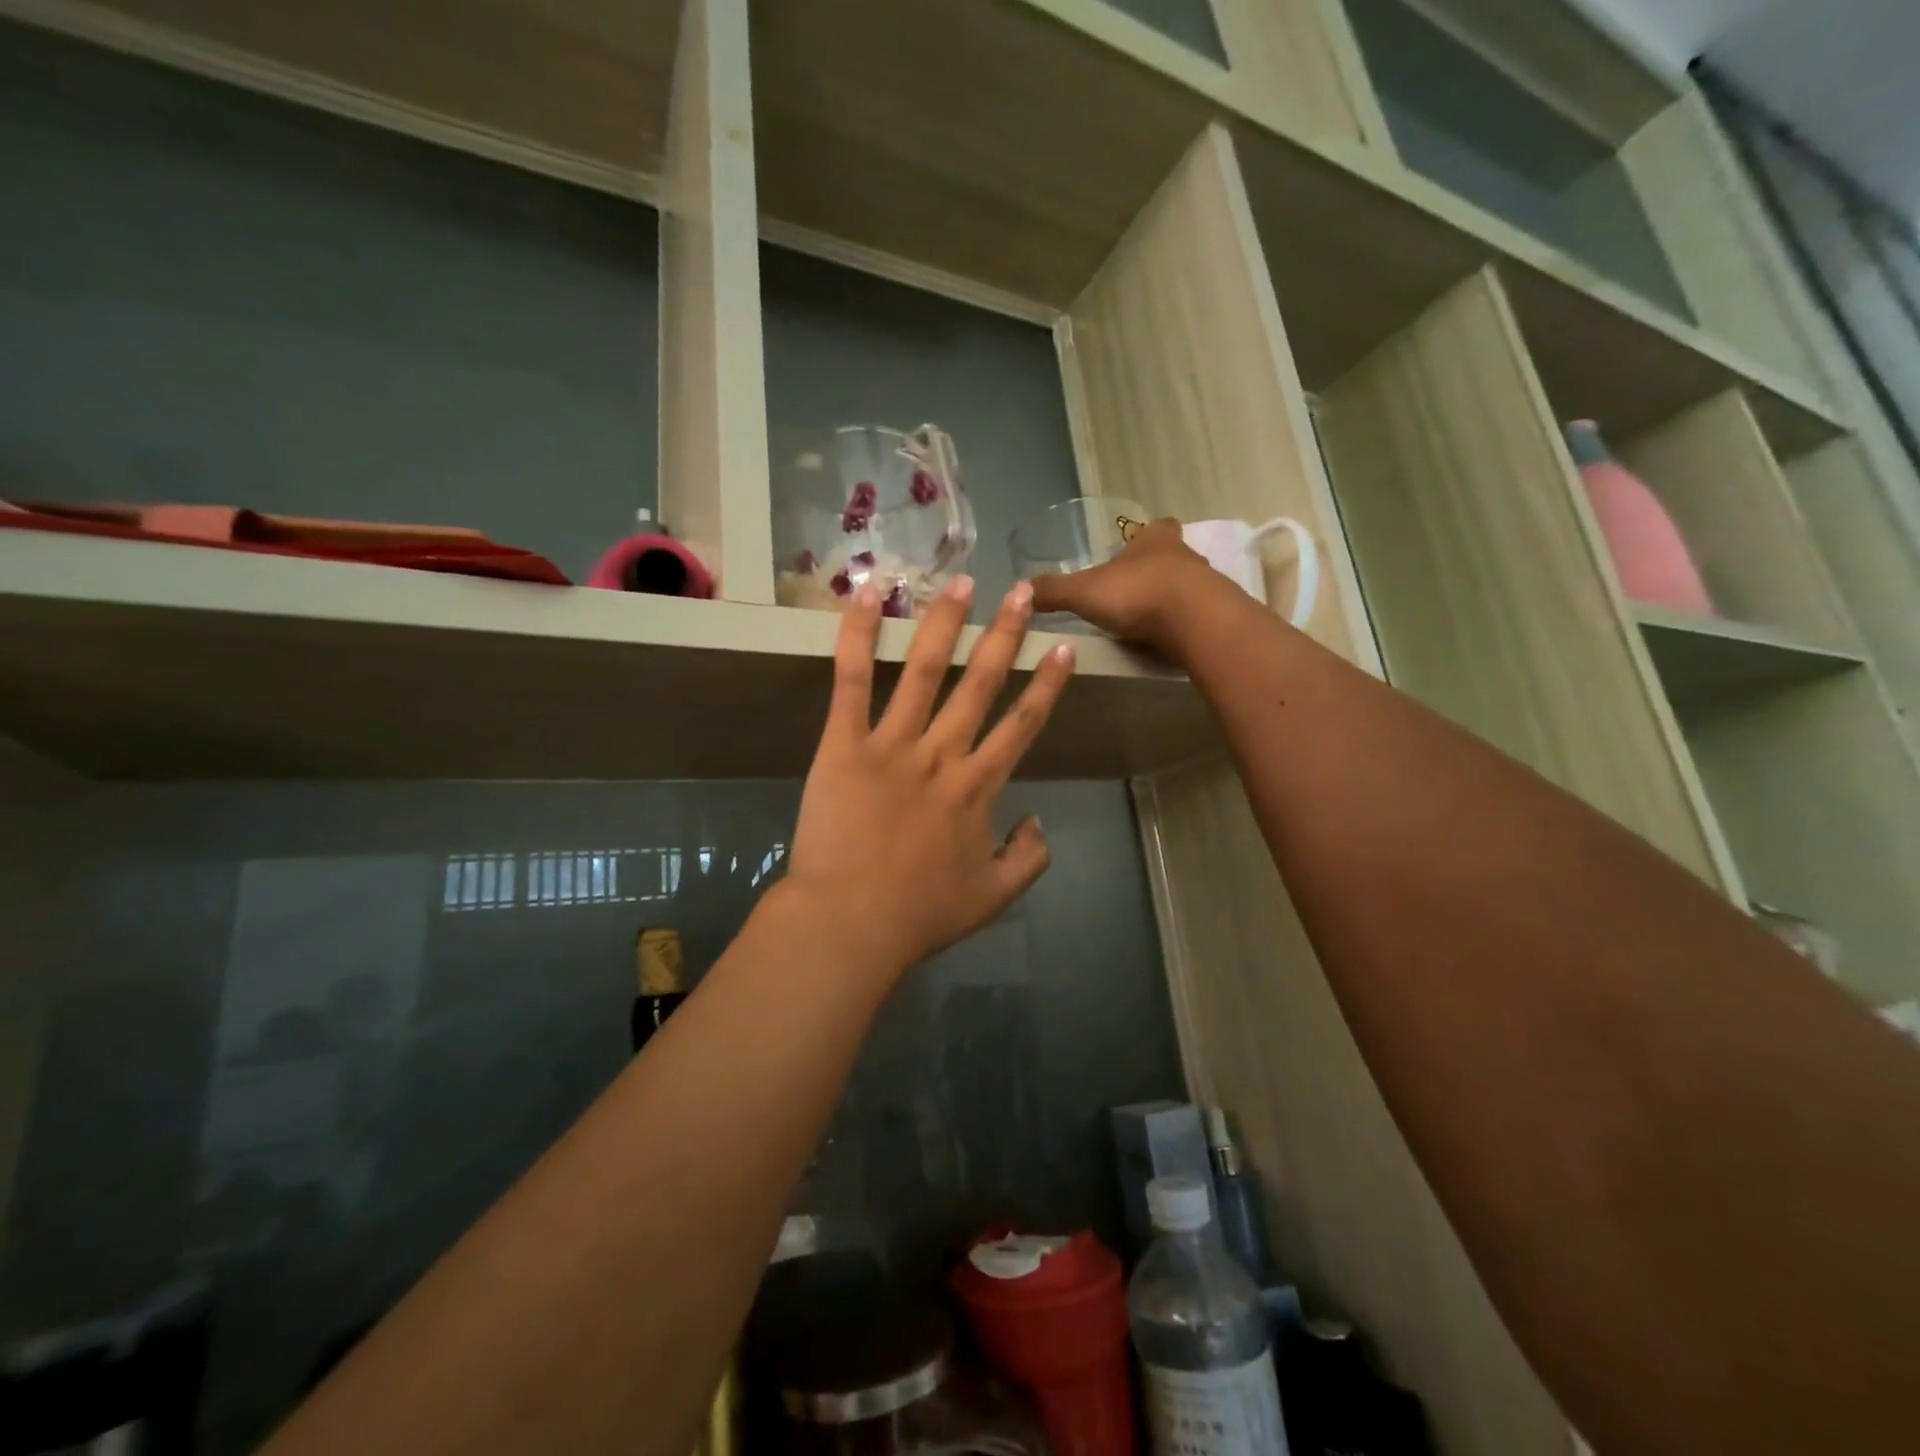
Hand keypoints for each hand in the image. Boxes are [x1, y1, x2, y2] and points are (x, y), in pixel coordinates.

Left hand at [775, 575, 1076, 980]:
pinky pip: (851, 682)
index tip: (1063, 648)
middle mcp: (943, 754)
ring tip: (961, 582)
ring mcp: (892, 745)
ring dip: (945, 623)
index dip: (1047, 685)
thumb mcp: (994, 897)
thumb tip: (1039, 822)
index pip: (1022, 724)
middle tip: (1022, 591)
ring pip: (925, 671)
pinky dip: (859, 636)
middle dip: (1005, 634)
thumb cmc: (920, 914)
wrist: (850, 924)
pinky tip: (870, 594)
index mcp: (979, 788)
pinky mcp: (844, 745)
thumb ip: (1029, 859)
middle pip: (982, 684)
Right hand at [1030, 518, 1226, 651]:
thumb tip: (1020, 589)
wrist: (1194, 622)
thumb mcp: (1083, 591)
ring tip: (1143, 623)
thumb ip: (1053, 591)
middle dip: (1153, 572)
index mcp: (1155, 540)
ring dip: (1168, 601)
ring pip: (1185, 588)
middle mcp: (1185, 555)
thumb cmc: (1137, 593)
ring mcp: (1205, 586)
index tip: (1131, 552)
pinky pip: (1193, 618)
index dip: (1144, 537)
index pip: (1155, 528)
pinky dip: (1178, 627)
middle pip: (1171, 558)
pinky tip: (1162, 642)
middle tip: (1131, 593)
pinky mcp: (1214, 617)